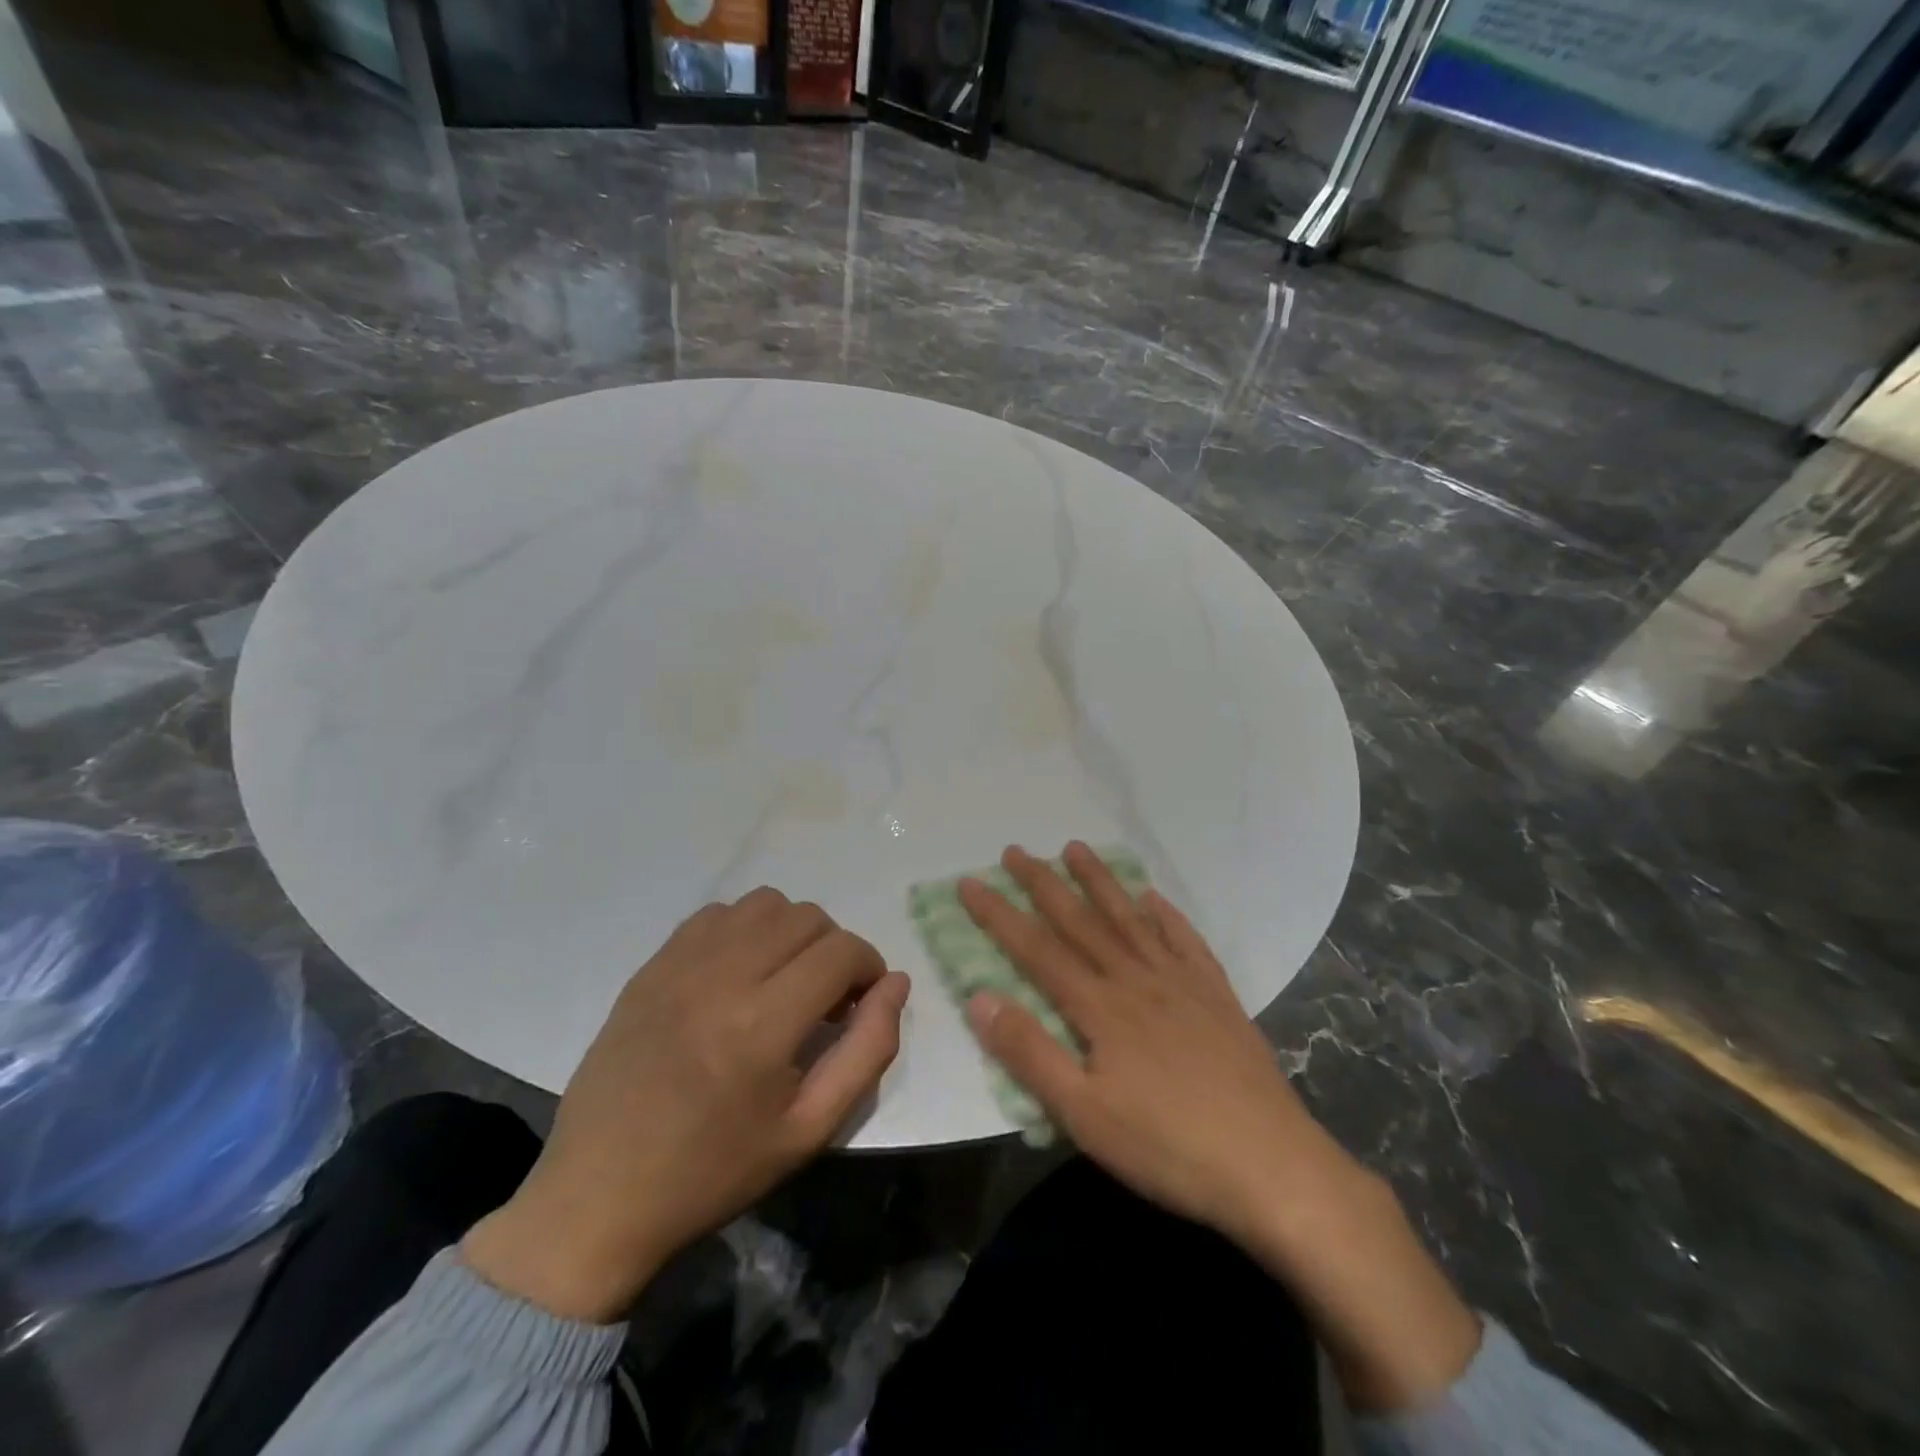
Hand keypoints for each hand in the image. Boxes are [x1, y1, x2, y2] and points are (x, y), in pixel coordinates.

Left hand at [463, 889, 909, 1322]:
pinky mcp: (651, 966)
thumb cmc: (713, 1172)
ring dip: (790, 932)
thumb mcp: (808, 1130)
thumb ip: (867, 1051)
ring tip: (782, 980)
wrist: (598, 1196)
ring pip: (764, 904)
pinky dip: (744, 930)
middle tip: (824, 999)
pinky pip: (716, 914)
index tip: (861, 1002)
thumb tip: (896, 984)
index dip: (869, 967)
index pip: (842, 951)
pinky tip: (737, 974)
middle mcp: (722, 977)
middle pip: (807, 917)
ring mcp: (679, 965)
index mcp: (763, 1025)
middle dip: (834, 949)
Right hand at [958, 842, 1343, 1245]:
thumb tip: (979, 996)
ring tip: (1076, 848)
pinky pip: (1186, 941)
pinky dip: (1166, 915)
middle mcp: (1136, 979)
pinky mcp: (1217, 996)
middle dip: (1043, 883)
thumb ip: (1029, 1052)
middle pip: (1080, 921)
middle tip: (1015, 850)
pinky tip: (1153, 898)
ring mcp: (1181, 983)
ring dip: (1099, 882)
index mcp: (1100, 1007)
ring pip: (1130, 919)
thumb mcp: (1083, 1114)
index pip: (1036, 948)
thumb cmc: (1167, 1147)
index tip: (969, 881)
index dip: (998, 914)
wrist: (1272, 1166)